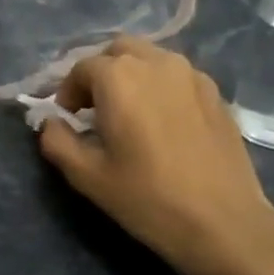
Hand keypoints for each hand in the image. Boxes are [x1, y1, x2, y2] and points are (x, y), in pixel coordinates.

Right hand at [37, 37, 273, 274]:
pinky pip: (177, 75)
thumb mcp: (87, 176)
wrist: (224, 223)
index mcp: (119, 76)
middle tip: (94, 108)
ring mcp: (191, 74)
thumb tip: (50, 123)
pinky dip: (160, 85)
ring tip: (129, 112)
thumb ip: (57, 141)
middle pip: (118, 51)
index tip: (67, 119)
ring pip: (150, 58)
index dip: (67, 92)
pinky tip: (162, 120)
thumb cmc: (147, 198)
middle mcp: (156, 62)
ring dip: (131, 75)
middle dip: (100, 73)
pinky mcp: (216, 92)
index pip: (81, 68)